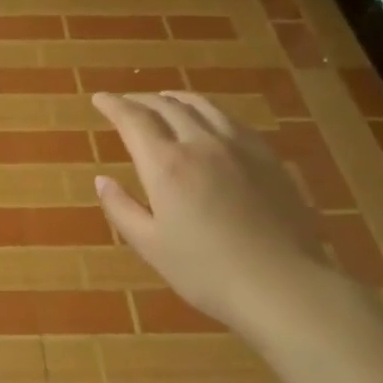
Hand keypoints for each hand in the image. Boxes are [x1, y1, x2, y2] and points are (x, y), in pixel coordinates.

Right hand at [92, 92, 337, 338]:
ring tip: (164, 100)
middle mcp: (201, 143)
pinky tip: (209, 122)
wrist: (283, 284)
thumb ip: (121, 209)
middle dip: (141, 100)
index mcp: (166, 164)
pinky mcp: (267, 157)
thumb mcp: (151, 246)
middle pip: (167, 106)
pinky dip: (208, 112)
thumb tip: (102, 180)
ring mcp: (239, 146)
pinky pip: (231, 120)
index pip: (133, 119)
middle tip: (126, 102)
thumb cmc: (206, 271)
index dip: (113, 105)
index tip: (99, 98)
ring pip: (202, 106)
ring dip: (176, 99)